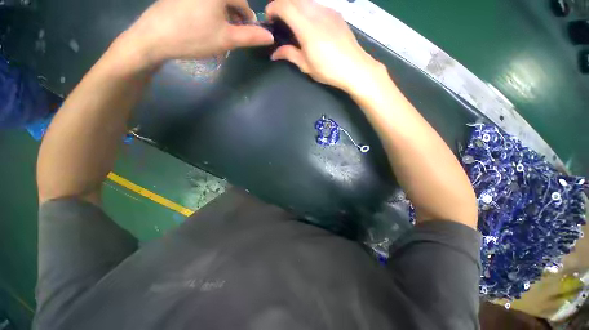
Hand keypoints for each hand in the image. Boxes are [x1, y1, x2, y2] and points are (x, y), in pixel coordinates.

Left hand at [121, 0, 273, 64]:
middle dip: (234, 18)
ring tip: (218, 33)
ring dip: (221, 16)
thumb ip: (251, 37)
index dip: (248, 20)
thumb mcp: (227, 39)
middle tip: (231, 37)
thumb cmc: (194, 37)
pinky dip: (207, 12)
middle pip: (228, 1)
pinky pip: (201, 2)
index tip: (248, 35)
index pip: (242, 3)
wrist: (154, 38)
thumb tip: (270, 37)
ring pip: (214, 3)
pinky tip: (203, 25)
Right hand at [266, 0, 381, 91]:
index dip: (273, 8)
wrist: (355, 68)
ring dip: (296, 7)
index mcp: (307, 27)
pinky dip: (308, 10)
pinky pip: (317, 6)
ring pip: (306, 1)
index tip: (269, 18)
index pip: (285, 6)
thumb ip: (289, 55)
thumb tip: (275, 53)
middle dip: (282, 5)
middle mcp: (317, 13)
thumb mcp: (306, 66)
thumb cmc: (329, 70)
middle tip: (279, 20)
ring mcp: (329, 11)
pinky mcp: (336, 14)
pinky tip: (310, 25)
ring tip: (294, 23)